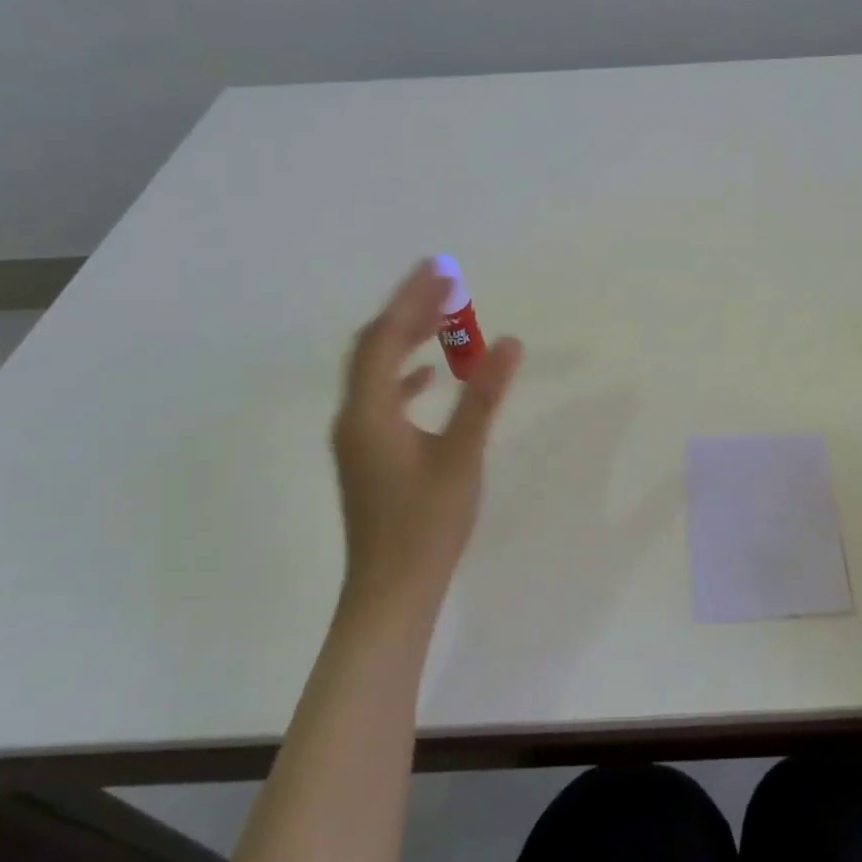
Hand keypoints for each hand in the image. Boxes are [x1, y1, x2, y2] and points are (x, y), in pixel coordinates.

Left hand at [331, 259, 521, 630]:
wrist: (391, 591)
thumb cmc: (427, 524)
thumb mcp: (461, 456)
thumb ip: (483, 396)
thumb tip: (508, 342)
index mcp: (369, 411)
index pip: (385, 338)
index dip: (410, 300)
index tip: (437, 270)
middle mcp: (353, 417)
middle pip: (373, 348)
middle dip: (407, 313)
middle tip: (445, 287)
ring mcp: (357, 438)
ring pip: (376, 372)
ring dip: (406, 341)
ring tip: (441, 321)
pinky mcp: (367, 455)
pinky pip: (381, 397)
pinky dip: (404, 376)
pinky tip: (429, 378)